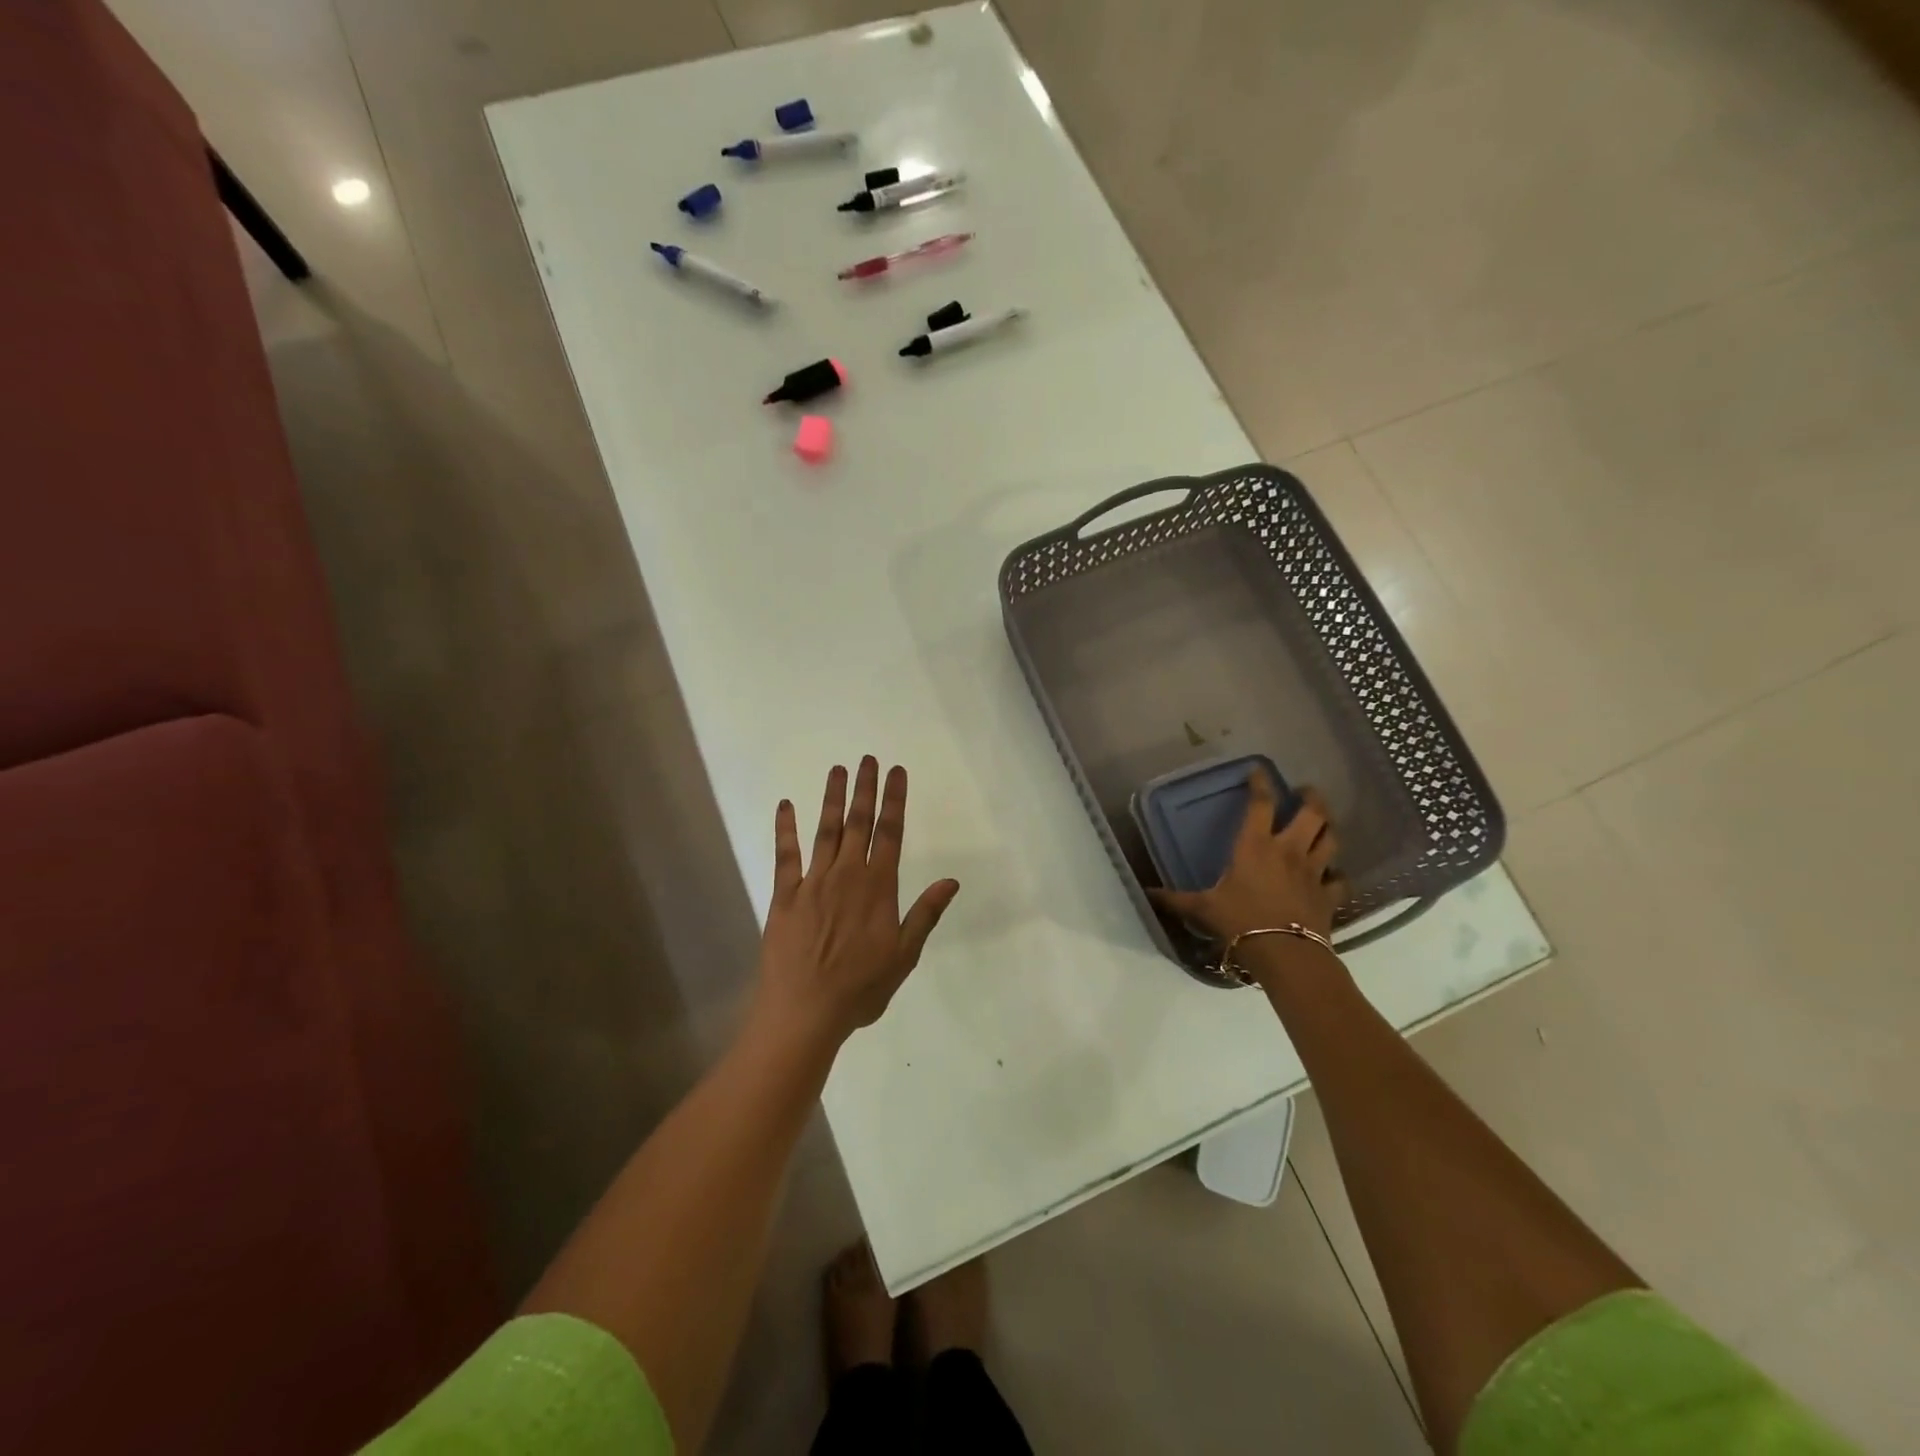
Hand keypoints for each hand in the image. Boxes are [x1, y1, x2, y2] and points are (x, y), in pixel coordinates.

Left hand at [755, 757, 959, 1046]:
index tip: (897, 772)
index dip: (894, 800)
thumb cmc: (860, 988)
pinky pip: (786, 854)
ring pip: (826, 830)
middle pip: (859, 823)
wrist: (805, 1011)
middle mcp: (847, 875)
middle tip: (868, 759)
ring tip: (837, 770)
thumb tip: (951, 881)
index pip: (891, 833)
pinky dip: (786, 828)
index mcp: (878, 888)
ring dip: (832, 798)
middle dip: (865, 789)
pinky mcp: (785, 895)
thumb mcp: (904, 955)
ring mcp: (813, 882)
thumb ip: (925, 913)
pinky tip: (787, 806)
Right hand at [1148, 773, 1348, 942]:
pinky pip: (1339, 878)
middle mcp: (1288, 851)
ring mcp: (1313, 872)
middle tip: (1306, 791)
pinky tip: (1332, 873)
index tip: (1259, 770)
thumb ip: (1174, 900)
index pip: (1260, 804)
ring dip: (1328, 826)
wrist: (1284, 953)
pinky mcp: (1328, 895)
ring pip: (1330, 839)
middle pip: (1311, 814)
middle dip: (1311, 798)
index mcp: (1255, 846)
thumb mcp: (1201, 909)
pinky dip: (1336, 873)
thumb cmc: (1239, 922)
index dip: (1260, 783)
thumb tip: (1144, 894)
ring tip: (1323, 821)